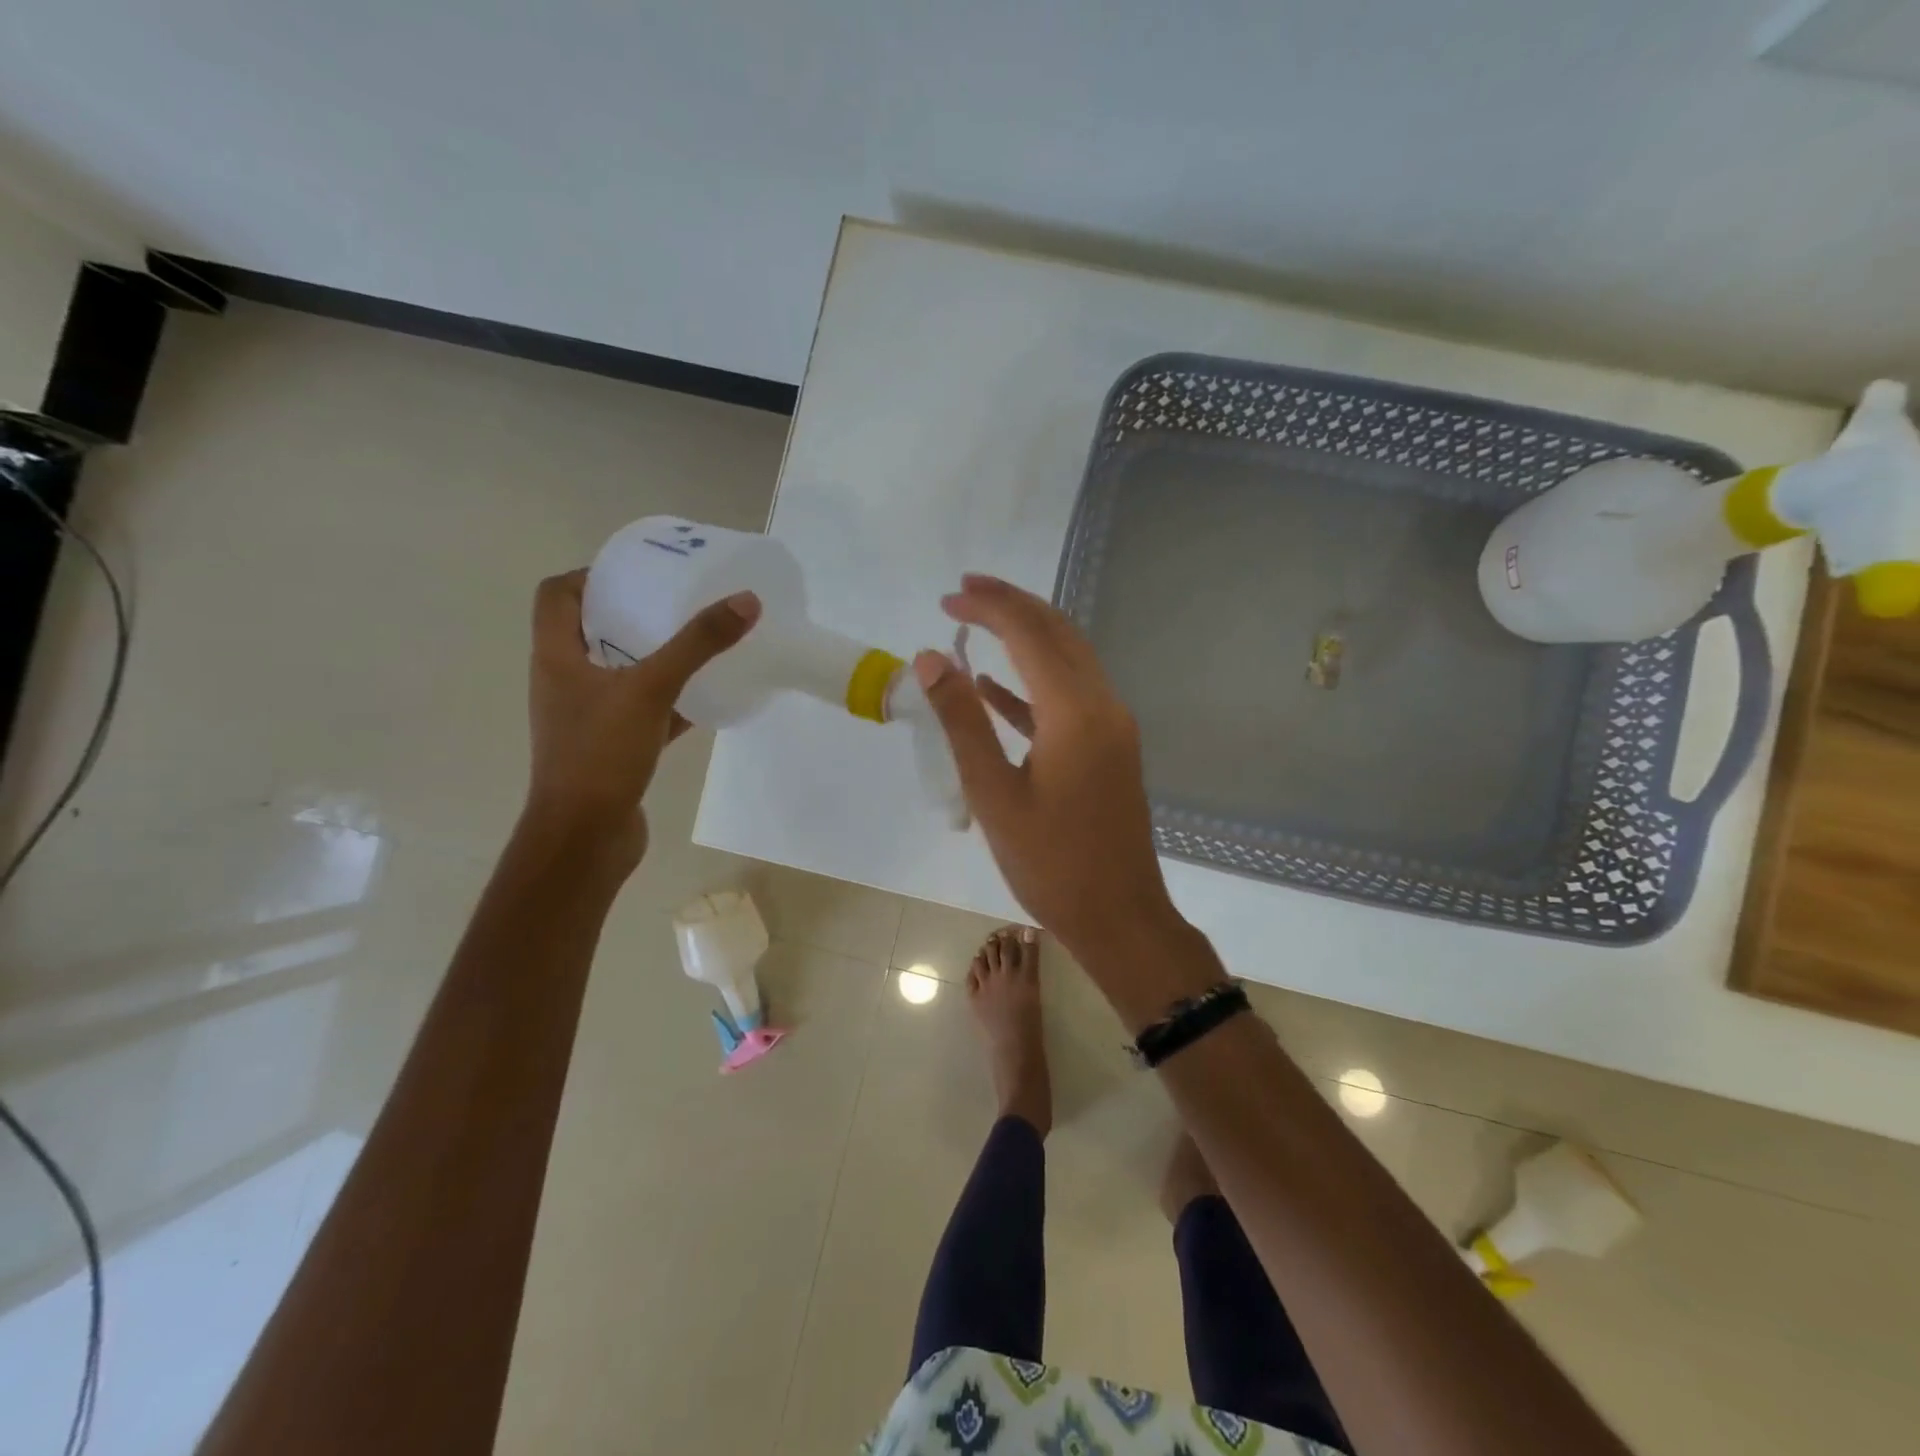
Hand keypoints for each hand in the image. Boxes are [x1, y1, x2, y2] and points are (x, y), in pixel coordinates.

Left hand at [523, 569, 758, 866]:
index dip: (590, 575)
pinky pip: (644, 711)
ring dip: (653, 656)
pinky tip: (706, 698)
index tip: (637, 572)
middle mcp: (566, 682)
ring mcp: (589, 718)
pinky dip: (670, 701)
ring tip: (697, 642)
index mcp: (557, 657)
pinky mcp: (613, 748)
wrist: (585, 838)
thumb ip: (697, 645)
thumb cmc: (601, 754)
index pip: (557, 596)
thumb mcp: (651, 689)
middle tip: (678, 600)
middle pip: (591, 630)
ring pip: (621, 673)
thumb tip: (746, 601)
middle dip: (633, 612)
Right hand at [912, 575, 1182, 963]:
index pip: (1030, 634)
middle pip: (1057, 633)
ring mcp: (1111, 726)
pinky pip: (1069, 698)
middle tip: (963, 592)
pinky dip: (1032, 685)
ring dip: (1025, 637)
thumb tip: (932, 659)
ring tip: (976, 622)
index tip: (948, 596)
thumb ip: (962, 722)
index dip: (989, 607)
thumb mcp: (994, 793)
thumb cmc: (1051, 863)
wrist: (1119, 916)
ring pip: (1067, 660)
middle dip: (1011, 605)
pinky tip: (993, 686)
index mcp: (1075, 711)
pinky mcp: (1109, 748)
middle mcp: (1102, 705)